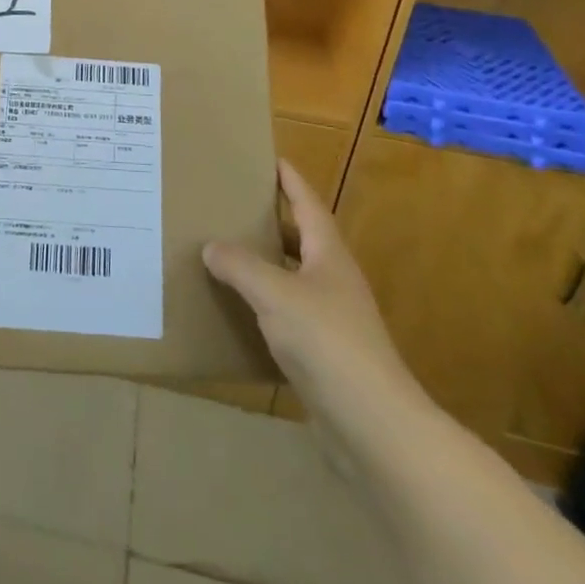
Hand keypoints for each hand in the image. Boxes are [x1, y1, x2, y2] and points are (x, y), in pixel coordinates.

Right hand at [203, 159, 421, 426]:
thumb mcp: (275, 294)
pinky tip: (237, 310)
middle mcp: (333, 279)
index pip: (307, 203)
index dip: (289, 179)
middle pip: (300, 237)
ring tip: (225, 252)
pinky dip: (263, 305)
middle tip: (230, 203)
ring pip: (292, 277)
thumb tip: (210, 246)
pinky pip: (287, 315)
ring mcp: (332, 318)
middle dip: (270, 219)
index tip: (269, 157)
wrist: (374, 426)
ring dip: (264, 264)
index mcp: (328, 254)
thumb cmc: (327, 342)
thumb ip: (240, 266)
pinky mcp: (325, 354)